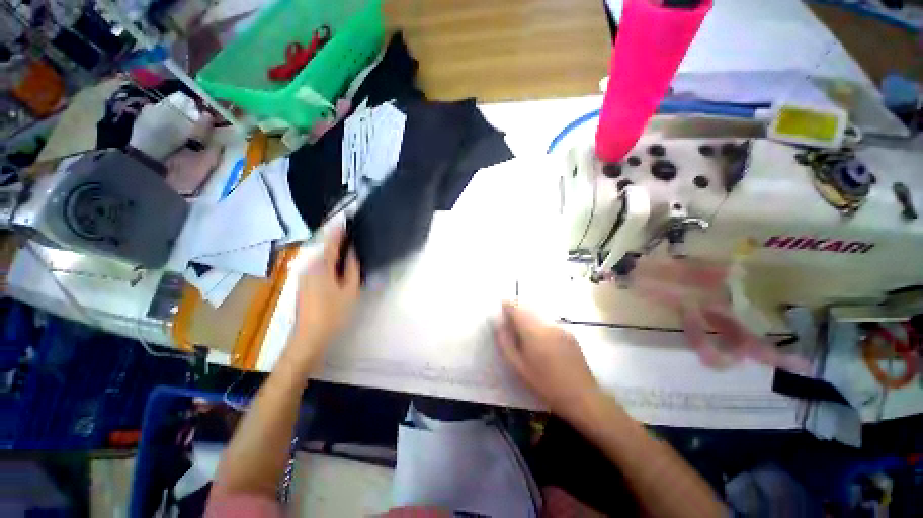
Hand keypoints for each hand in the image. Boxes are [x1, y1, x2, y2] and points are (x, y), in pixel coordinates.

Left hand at [285, 226, 359, 373]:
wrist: (309, 336)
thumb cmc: (334, 313)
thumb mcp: (350, 289)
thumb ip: (351, 267)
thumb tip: (352, 251)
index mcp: (321, 265)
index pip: (331, 240)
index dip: (338, 228)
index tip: (345, 217)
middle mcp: (308, 265)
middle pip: (323, 246)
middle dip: (336, 238)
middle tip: (351, 232)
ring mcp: (303, 273)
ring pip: (320, 255)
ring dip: (332, 249)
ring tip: (347, 245)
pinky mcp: (303, 281)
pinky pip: (317, 263)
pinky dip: (327, 259)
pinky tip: (337, 263)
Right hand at [494, 302, 600, 422]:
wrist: (581, 396)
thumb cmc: (545, 384)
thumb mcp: (518, 366)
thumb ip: (505, 342)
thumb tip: (499, 323)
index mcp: (533, 331)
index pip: (517, 308)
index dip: (507, 304)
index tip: (502, 305)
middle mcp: (547, 324)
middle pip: (528, 308)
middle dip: (518, 310)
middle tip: (511, 321)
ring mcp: (560, 327)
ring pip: (539, 314)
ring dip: (529, 317)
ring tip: (525, 332)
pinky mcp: (569, 333)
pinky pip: (549, 321)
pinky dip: (541, 324)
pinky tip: (542, 341)